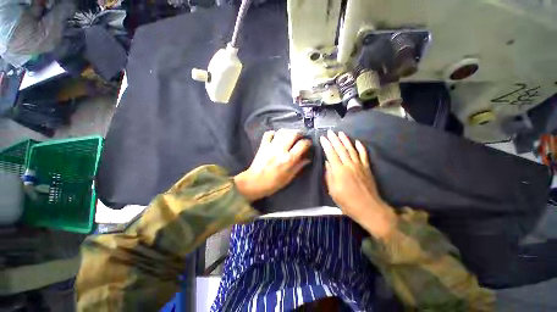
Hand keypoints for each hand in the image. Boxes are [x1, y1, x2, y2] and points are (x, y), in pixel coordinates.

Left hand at [234, 129, 310, 201]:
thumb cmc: (273, 183)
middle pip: (293, 134)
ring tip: (290, 135)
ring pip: (282, 131)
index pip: (302, 144)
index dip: (308, 142)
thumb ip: (299, 166)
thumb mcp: (289, 177)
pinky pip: (268, 134)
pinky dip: (274, 133)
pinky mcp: (263, 145)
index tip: (308, 143)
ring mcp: (271, 146)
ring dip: (288, 131)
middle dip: (299, 133)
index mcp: (289, 159)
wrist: (254, 183)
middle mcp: (281, 150)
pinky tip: (276, 136)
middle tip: (301, 136)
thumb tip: (308, 159)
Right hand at [320, 130, 396, 237]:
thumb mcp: (333, 191)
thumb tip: (327, 162)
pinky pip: (364, 155)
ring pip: (351, 149)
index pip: (331, 154)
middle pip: (341, 149)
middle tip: (330, 131)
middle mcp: (349, 165)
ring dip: (346, 140)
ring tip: (341, 133)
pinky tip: (357, 141)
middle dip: (334, 139)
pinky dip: (360, 147)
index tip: (322, 138)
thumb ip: (329, 175)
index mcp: (339, 171)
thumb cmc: (347, 202)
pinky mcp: (367, 168)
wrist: (369, 208)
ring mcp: (360, 165)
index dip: (326, 145)